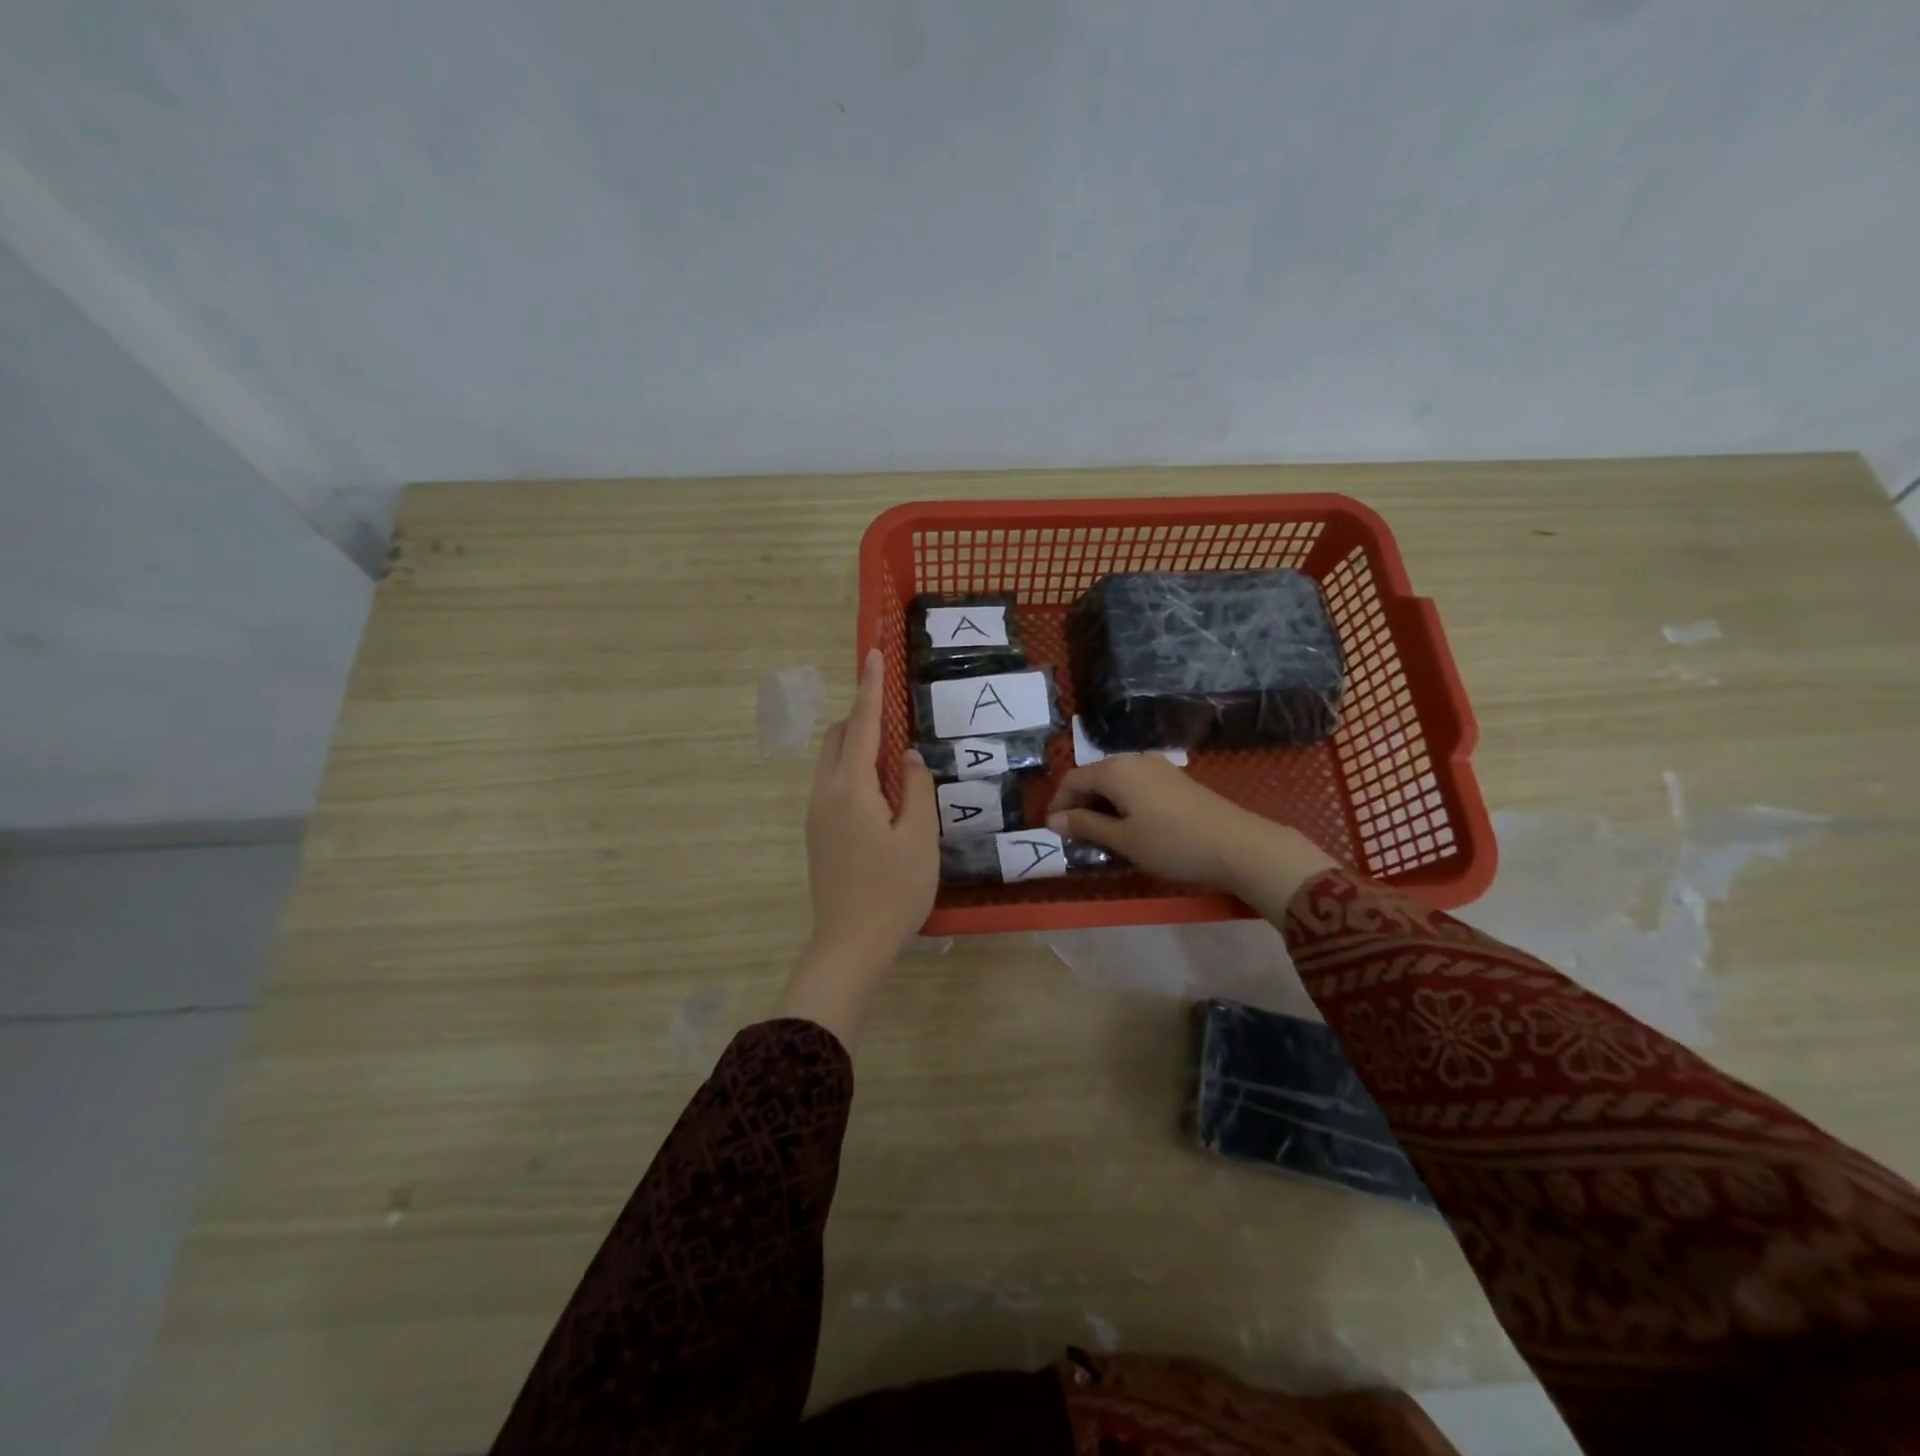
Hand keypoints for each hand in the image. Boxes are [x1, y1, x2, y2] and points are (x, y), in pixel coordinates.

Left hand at [783, 649, 937, 1047]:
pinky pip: (832, 785)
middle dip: (860, 717)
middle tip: (894, 715)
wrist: (850, 945)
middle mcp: (824, 793)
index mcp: (850, 788)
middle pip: (837, 738)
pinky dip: (853, 772)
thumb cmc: (893, 890)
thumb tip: (907, 756)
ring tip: (894, 761)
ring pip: (832, 763)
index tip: (872, 653)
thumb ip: (915, 788)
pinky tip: (881, 796)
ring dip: (856, 747)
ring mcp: (815, 815)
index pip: (861, 724)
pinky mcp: (817, 834)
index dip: (868, 687)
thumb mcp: (919, 837)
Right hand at [1045, 754, 1337, 913]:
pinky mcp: (1175, 780)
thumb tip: (1054, 820)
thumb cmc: (1172, 844)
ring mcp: (1158, 767)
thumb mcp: (1123, 840)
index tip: (1053, 831)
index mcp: (1115, 771)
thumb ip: (1086, 826)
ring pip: (1116, 781)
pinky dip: (1123, 803)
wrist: (1237, 845)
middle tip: (1075, 835)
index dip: (1058, 803)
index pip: (1072, 779)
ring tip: (1100, 834)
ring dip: (1101, 804)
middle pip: (1094, 776)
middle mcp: (1134, 760)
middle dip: (1079, 804)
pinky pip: (1136, 785)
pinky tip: (1129, 826)